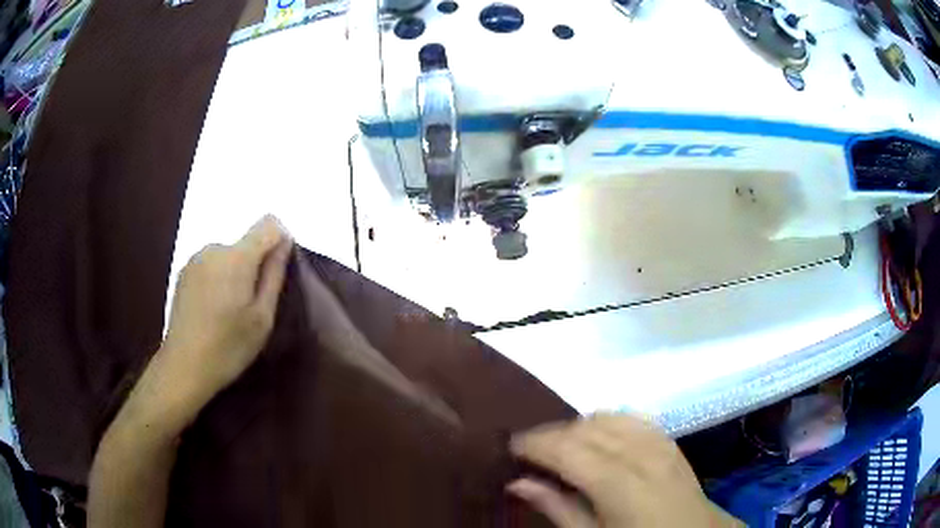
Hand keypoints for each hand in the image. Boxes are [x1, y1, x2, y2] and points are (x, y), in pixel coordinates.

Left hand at [154, 215, 291, 419]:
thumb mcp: (262, 318)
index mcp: (236, 257)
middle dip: (255, 265)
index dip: (279, 241)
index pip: (268, 225)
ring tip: (230, 310)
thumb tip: (284, 242)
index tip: (277, 273)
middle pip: (246, 242)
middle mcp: (214, 248)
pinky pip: (212, 264)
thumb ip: (274, 275)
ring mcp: (195, 259)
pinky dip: (219, 278)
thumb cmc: (228, 347)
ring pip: (229, 255)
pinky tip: (212, 310)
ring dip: (236, 273)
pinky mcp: (184, 271)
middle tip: (252, 305)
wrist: (184, 367)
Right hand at [508, 414, 742, 527]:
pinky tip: (600, 436)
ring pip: (609, 417)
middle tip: (530, 451)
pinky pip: (633, 418)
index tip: (510, 446)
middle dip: (553, 434)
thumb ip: (557, 508)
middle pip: (586, 428)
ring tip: (563, 446)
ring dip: (579, 426)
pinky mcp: (669, 442)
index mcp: (618, 483)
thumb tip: (518, 482)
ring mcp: (659, 443)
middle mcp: (639, 454)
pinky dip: (609, 421)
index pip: (567, 449)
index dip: (535, 443)